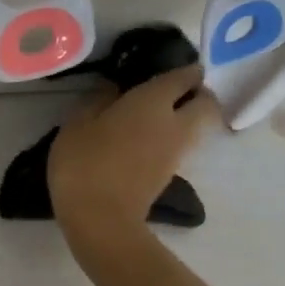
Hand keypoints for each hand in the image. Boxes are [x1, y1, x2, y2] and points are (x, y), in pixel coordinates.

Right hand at [48, 65, 219, 247]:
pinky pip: (181, 145)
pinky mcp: (170, 175)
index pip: (184, 76)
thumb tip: (113, 88)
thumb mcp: (77, 124)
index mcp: (153, 102)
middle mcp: (175, 123)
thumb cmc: (85, 164)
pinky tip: (147, 138)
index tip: (175, 65)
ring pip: (197, 126)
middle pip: (206, 103)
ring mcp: (176, 153)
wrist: (101, 220)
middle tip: (174, 91)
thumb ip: (97, 100)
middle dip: (198, 93)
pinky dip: (173, 137)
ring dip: (188, 117)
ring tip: (158, 115)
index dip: (185, 68)